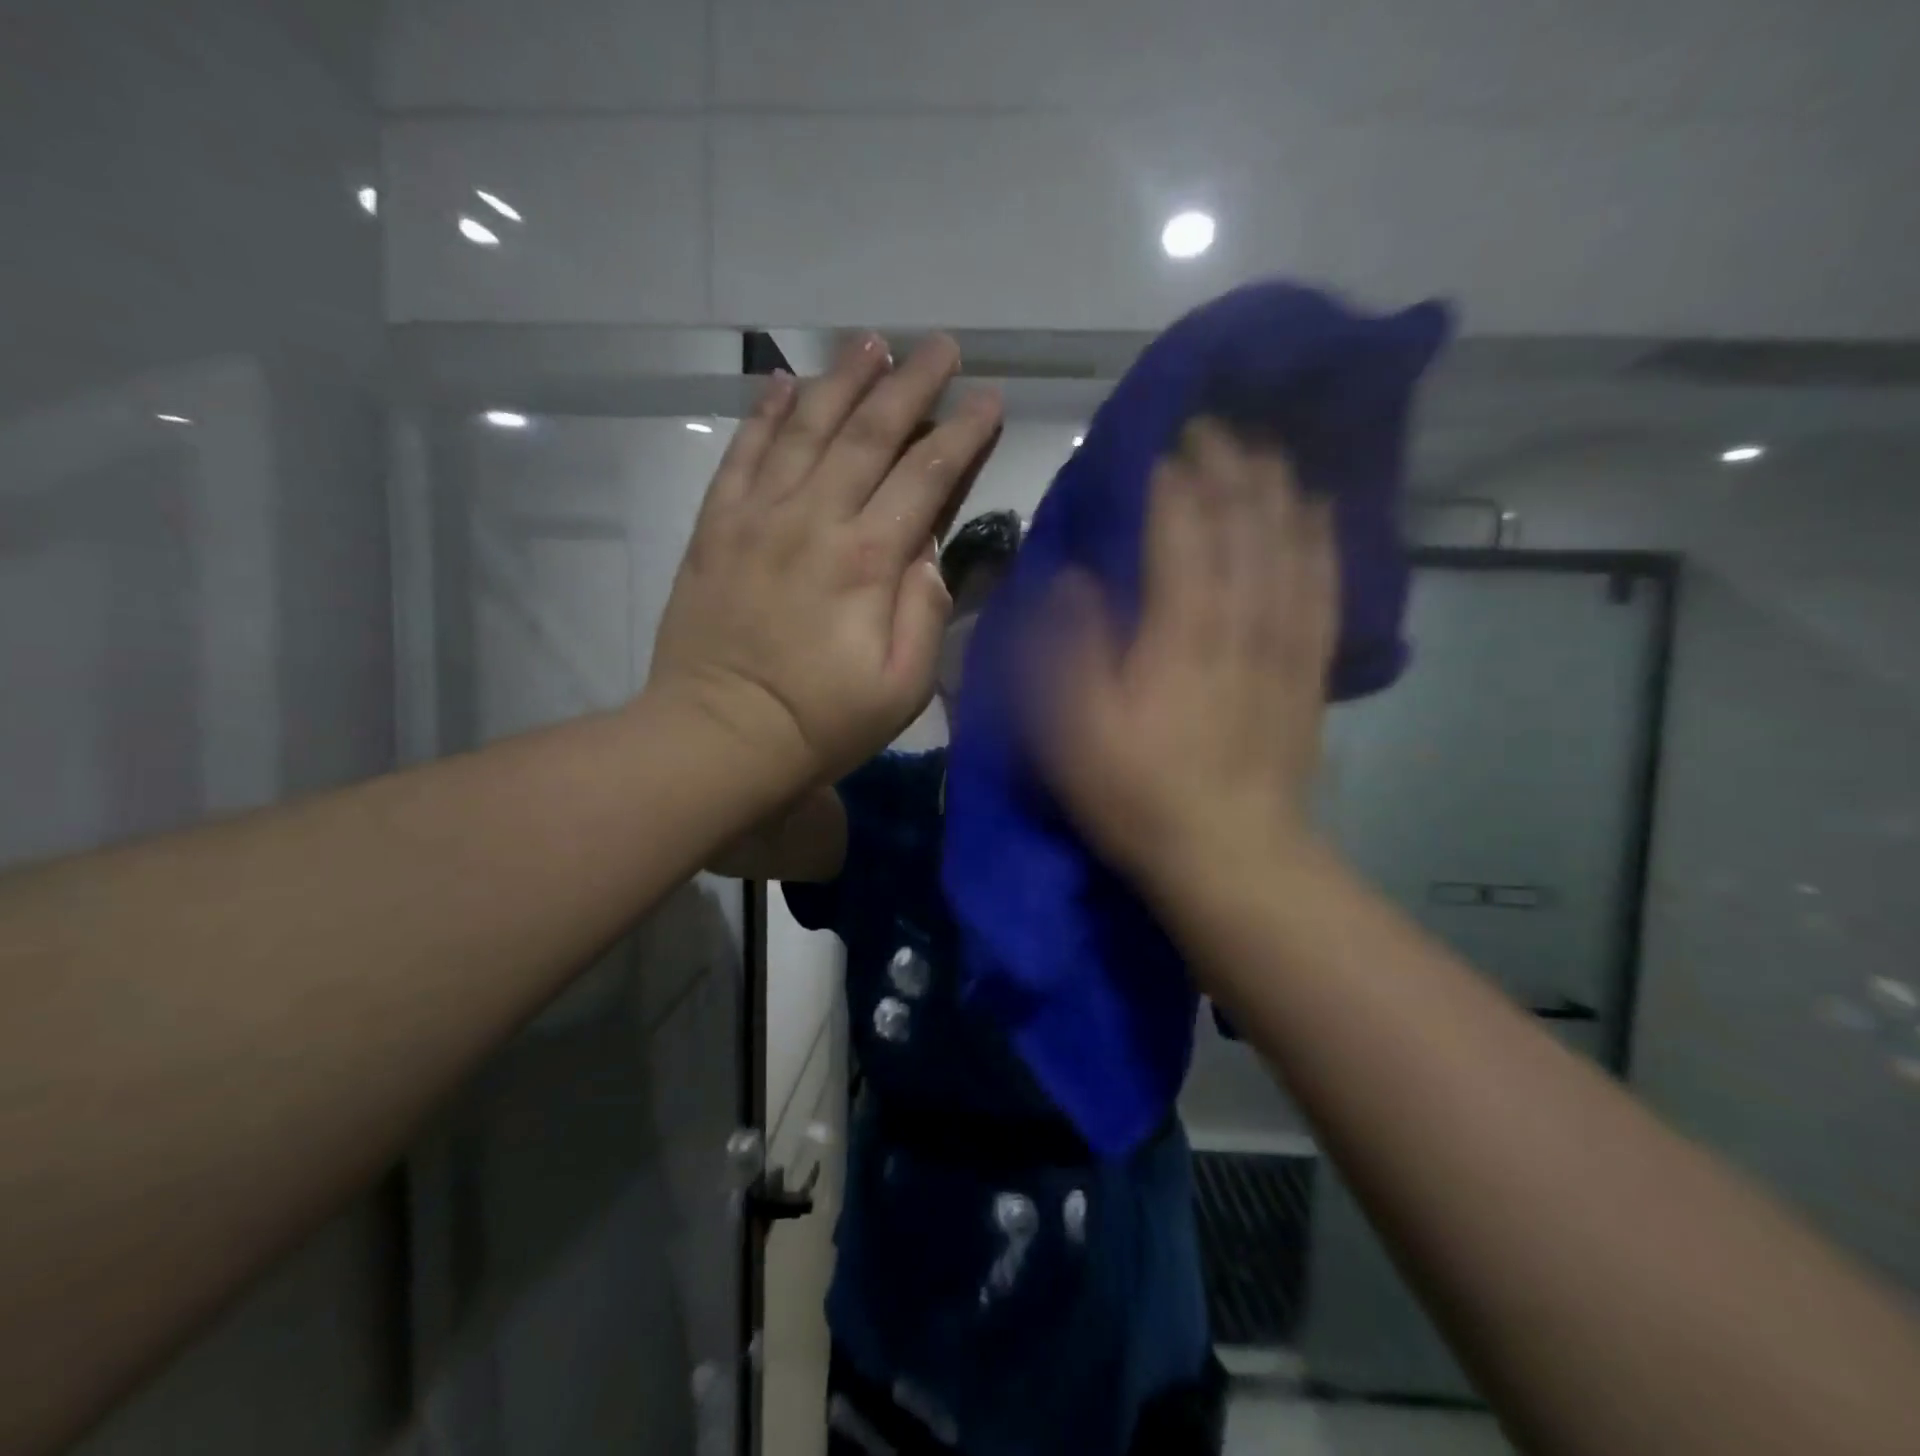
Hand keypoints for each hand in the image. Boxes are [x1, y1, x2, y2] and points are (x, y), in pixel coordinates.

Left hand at [648, 333, 1002, 788]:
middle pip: (869, 434)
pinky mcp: (716, 527)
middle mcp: (814, 520)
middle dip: (911, 385)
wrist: (718, 735)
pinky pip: (742, 454)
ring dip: (843, 380)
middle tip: (940, 347)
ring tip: (871, 343)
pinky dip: (764, 414)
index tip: (988, 399)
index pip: (925, 477)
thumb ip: (924, 614)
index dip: (962, 434)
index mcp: (867, 561)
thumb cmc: (820, 722)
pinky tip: (784, 383)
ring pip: (807, 429)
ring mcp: (758, 517)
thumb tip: (930, 553)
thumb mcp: (901, 689)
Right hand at [1033, 421, 1335, 892]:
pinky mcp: (1308, 670)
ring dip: (1279, 487)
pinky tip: (1323, 512)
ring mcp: (1282, 644)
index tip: (1163, 435)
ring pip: (1290, 543)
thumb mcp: (1071, 729)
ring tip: (1270, 445)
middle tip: (1217, 423)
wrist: (1231, 856)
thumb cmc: (1137, 793)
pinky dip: (1323, 540)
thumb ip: (1067, 647)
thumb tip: (1072, 581)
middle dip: (1230, 464)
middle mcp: (1238, 619)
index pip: (1181, 527)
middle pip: (1243, 521)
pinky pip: (1323, 587)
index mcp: (1177, 629)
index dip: (1172, 475)